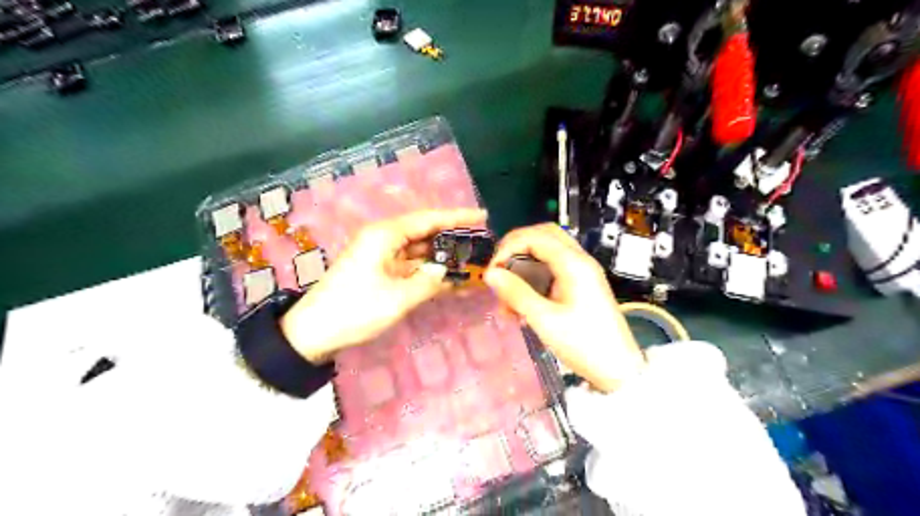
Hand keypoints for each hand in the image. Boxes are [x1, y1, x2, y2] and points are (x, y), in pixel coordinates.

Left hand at [281, 208, 483, 359]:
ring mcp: (381, 256)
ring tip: (471, 261)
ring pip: (420, 250)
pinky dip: (429, 272)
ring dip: (442, 257)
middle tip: (481, 242)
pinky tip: (449, 280)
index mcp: (385, 235)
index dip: (457, 217)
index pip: (429, 219)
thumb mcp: (397, 298)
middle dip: (452, 237)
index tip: (483, 216)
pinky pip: (411, 266)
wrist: (313, 332)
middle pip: (425, 232)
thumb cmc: (355, 310)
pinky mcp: (380, 271)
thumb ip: (428, 283)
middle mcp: (384, 239)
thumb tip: (446, 273)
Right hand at [485, 223, 640, 392]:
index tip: (492, 272)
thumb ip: (516, 293)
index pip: (535, 236)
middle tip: (499, 271)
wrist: (619, 369)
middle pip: (543, 237)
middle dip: (516, 249)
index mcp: (573, 263)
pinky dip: (534, 282)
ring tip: (507, 300)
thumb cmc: (583, 344)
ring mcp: (582, 272)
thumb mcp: (544, 319)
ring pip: (546, 254)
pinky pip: (552, 272)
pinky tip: (521, 308)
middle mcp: (579, 261)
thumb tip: (490, 273)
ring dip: (523, 269)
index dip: (508, 247)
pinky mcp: (581, 286)